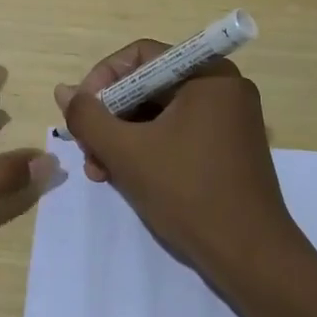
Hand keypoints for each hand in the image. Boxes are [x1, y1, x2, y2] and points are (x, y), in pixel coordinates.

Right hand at [56, 40, 299, 274]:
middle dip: (110, 117)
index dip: (102, 80)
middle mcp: (222, 87)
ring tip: (100, 171)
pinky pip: (177, 133)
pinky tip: (124, 178)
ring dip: (123, 138)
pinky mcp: (228, 149)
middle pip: (148, 85)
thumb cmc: (189, 194)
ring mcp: (228, 120)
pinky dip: (148, 149)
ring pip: (159, 113)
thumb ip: (88, 117)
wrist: (252, 260)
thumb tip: (64, 91)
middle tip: (87, 149)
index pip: (140, 57)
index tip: (81, 114)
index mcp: (207, 74)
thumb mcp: (127, 152)